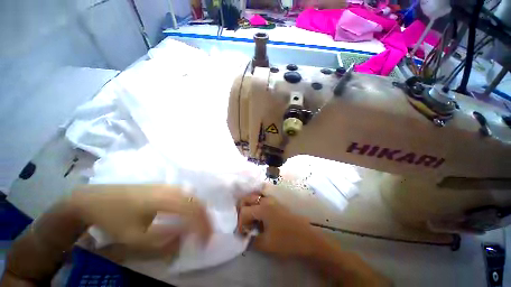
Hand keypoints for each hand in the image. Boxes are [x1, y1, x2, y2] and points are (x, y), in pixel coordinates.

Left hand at [72, 184, 211, 254]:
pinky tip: (189, 215)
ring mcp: (169, 186)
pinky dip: (193, 206)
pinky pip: (187, 195)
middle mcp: (172, 189)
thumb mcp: (134, 237)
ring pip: (194, 198)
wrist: (97, 198)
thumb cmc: (114, 219)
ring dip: (200, 213)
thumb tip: (184, 238)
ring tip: (200, 227)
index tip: (205, 244)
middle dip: (205, 220)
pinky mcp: (165, 186)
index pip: (193, 213)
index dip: (202, 228)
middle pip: (197, 203)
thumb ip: (162, 240)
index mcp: (165, 200)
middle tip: (206, 237)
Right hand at [237, 193, 319, 257]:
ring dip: (248, 207)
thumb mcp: (266, 244)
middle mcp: (266, 200)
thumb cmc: (286, 241)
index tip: (242, 234)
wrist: (307, 238)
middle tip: (243, 224)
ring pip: (254, 198)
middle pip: (247, 199)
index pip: (244, 211)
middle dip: (241, 210)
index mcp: (263, 208)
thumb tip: (244, 237)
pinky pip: (261, 200)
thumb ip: (251, 240)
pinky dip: (256, 206)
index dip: (239, 223)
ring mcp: (272, 200)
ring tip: (250, 221)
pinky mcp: (276, 203)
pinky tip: (258, 218)